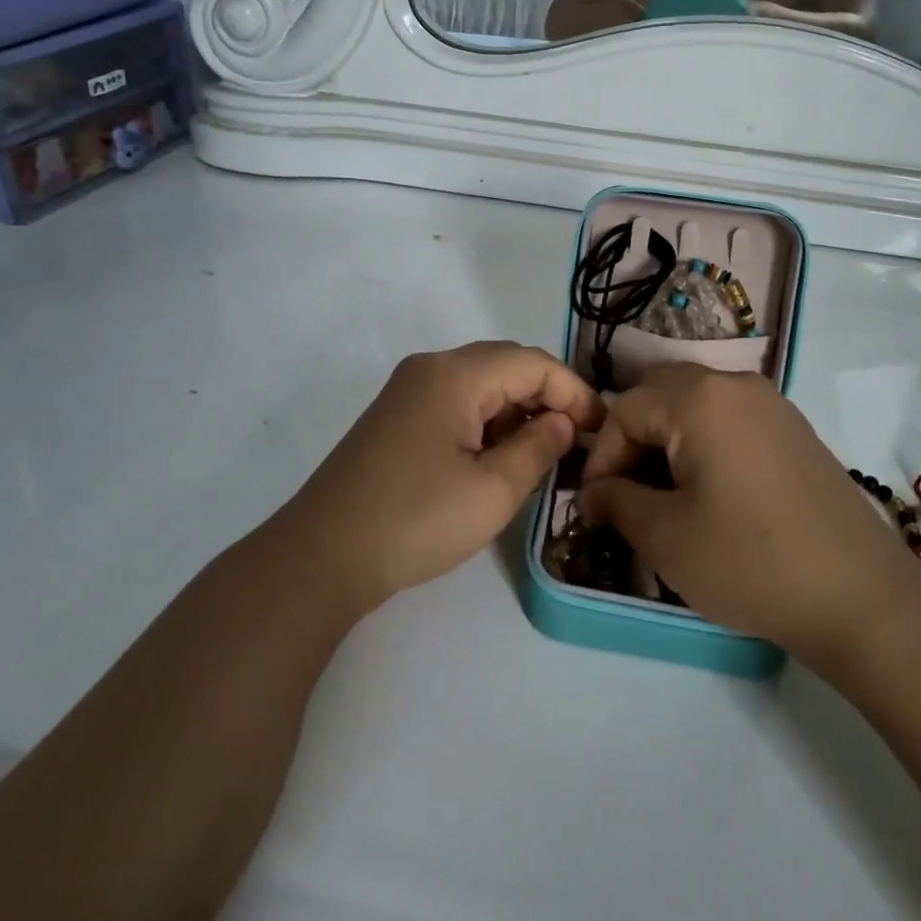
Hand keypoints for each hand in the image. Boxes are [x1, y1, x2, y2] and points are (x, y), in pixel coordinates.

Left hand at [279, 342, 605, 618]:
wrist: (321, 556)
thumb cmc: (415, 521)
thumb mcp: (493, 492)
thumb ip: (538, 448)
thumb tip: (562, 422)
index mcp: (455, 374)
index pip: (533, 363)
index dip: (574, 392)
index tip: (600, 431)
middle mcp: (430, 367)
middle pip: (506, 365)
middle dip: (547, 396)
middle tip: (575, 440)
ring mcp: (408, 389)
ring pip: (481, 383)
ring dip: (516, 409)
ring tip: (540, 453)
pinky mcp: (396, 415)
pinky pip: (456, 400)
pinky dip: (486, 420)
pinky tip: (496, 457)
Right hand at [580, 365, 908, 661]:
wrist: (861, 597)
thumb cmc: (750, 561)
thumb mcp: (665, 537)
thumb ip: (616, 502)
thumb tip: (593, 493)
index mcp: (699, 398)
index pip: (625, 410)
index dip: (602, 456)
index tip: (595, 504)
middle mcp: (735, 383)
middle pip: (660, 394)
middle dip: (633, 439)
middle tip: (626, 492)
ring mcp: (771, 404)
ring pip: (696, 403)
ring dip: (668, 439)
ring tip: (664, 495)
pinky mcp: (794, 429)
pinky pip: (730, 418)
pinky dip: (704, 442)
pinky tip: (710, 492)